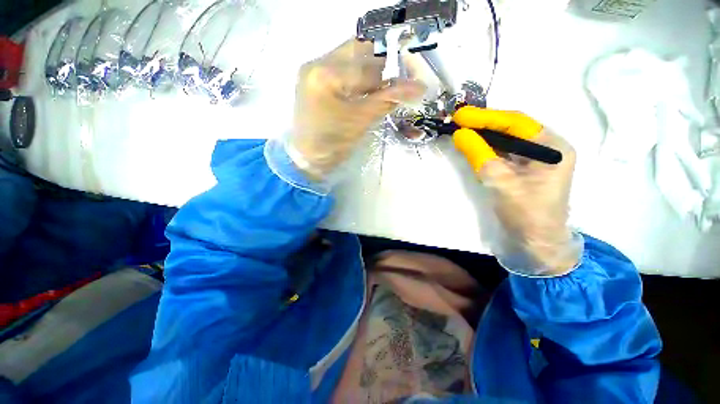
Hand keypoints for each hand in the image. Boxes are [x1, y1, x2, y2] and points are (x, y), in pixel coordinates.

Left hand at [290, 39, 424, 179]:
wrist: (308, 158)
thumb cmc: (332, 144)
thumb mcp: (361, 121)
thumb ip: (387, 100)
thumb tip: (417, 87)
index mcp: (325, 74)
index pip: (367, 66)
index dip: (392, 74)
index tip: (410, 81)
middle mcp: (316, 63)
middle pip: (357, 51)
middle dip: (381, 64)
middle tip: (397, 79)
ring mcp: (313, 70)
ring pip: (350, 58)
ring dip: (370, 70)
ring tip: (384, 86)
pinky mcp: (314, 80)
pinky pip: (341, 69)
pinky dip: (357, 77)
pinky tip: (367, 89)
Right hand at [453, 108, 581, 275]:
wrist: (535, 241)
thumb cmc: (525, 213)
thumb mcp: (500, 182)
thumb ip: (480, 155)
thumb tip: (460, 134)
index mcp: (553, 147)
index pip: (516, 123)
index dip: (486, 117)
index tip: (460, 115)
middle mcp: (547, 147)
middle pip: (512, 128)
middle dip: (484, 123)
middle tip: (458, 120)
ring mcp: (536, 158)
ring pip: (506, 139)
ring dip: (483, 134)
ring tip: (461, 129)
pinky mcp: (524, 169)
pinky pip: (503, 152)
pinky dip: (486, 147)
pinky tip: (473, 144)